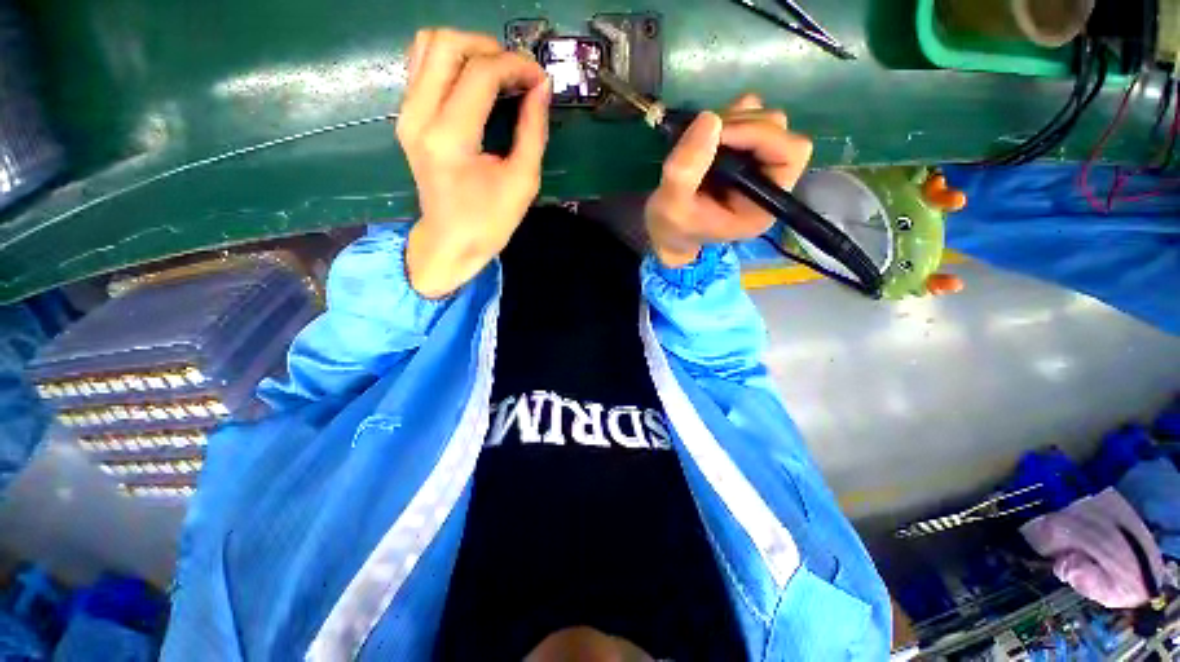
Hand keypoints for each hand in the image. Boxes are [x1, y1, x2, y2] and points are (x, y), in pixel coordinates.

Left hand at [397, 28, 550, 297]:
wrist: (450, 242)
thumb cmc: (489, 221)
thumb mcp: (522, 182)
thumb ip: (533, 130)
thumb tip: (541, 87)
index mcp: (450, 139)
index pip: (480, 74)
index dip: (515, 66)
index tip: (539, 78)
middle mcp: (419, 117)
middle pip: (445, 43)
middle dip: (488, 47)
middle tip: (516, 72)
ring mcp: (406, 114)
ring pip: (427, 46)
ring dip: (467, 49)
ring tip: (496, 73)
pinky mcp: (406, 117)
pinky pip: (421, 66)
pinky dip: (450, 62)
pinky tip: (473, 83)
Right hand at [645, 94, 812, 266]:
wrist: (667, 231)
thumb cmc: (673, 227)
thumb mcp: (672, 206)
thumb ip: (686, 169)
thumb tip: (709, 118)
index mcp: (763, 204)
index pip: (790, 154)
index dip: (759, 134)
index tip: (718, 135)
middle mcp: (770, 181)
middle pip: (778, 130)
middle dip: (740, 126)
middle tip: (701, 139)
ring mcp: (758, 163)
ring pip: (763, 119)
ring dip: (731, 120)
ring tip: (698, 142)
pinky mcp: (743, 151)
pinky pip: (747, 116)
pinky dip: (726, 118)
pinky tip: (704, 137)